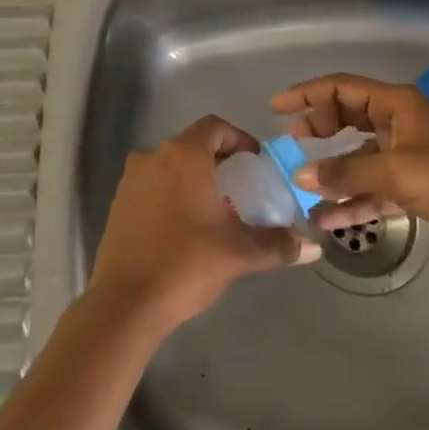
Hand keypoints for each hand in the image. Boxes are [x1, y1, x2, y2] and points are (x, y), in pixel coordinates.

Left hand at [89, 116, 320, 336]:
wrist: (124, 303)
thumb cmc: (185, 264)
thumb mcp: (238, 253)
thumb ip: (276, 244)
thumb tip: (311, 247)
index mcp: (183, 155)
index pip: (214, 126)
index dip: (238, 138)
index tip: (255, 160)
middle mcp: (153, 156)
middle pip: (191, 144)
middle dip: (218, 159)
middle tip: (242, 185)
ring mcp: (131, 180)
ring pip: (170, 165)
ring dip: (194, 177)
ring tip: (216, 207)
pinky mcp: (118, 204)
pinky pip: (152, 185)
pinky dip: (172, 194)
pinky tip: (186, 226)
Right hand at [272, 73, 428, 269]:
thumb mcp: (397, 173)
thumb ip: (347, 172)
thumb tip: (302, 174)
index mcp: (397, 105)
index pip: (343, 88)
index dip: (308, 93)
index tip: (277, 107)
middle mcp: (398, 123)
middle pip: (348, 117)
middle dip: (318, 130)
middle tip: (290, 144)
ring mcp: (405, 155)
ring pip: (358, 157)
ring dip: (333, 173)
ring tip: (302, 187)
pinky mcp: (413, 186)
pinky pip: (372, 187)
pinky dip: (352, 200)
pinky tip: (328, 221)